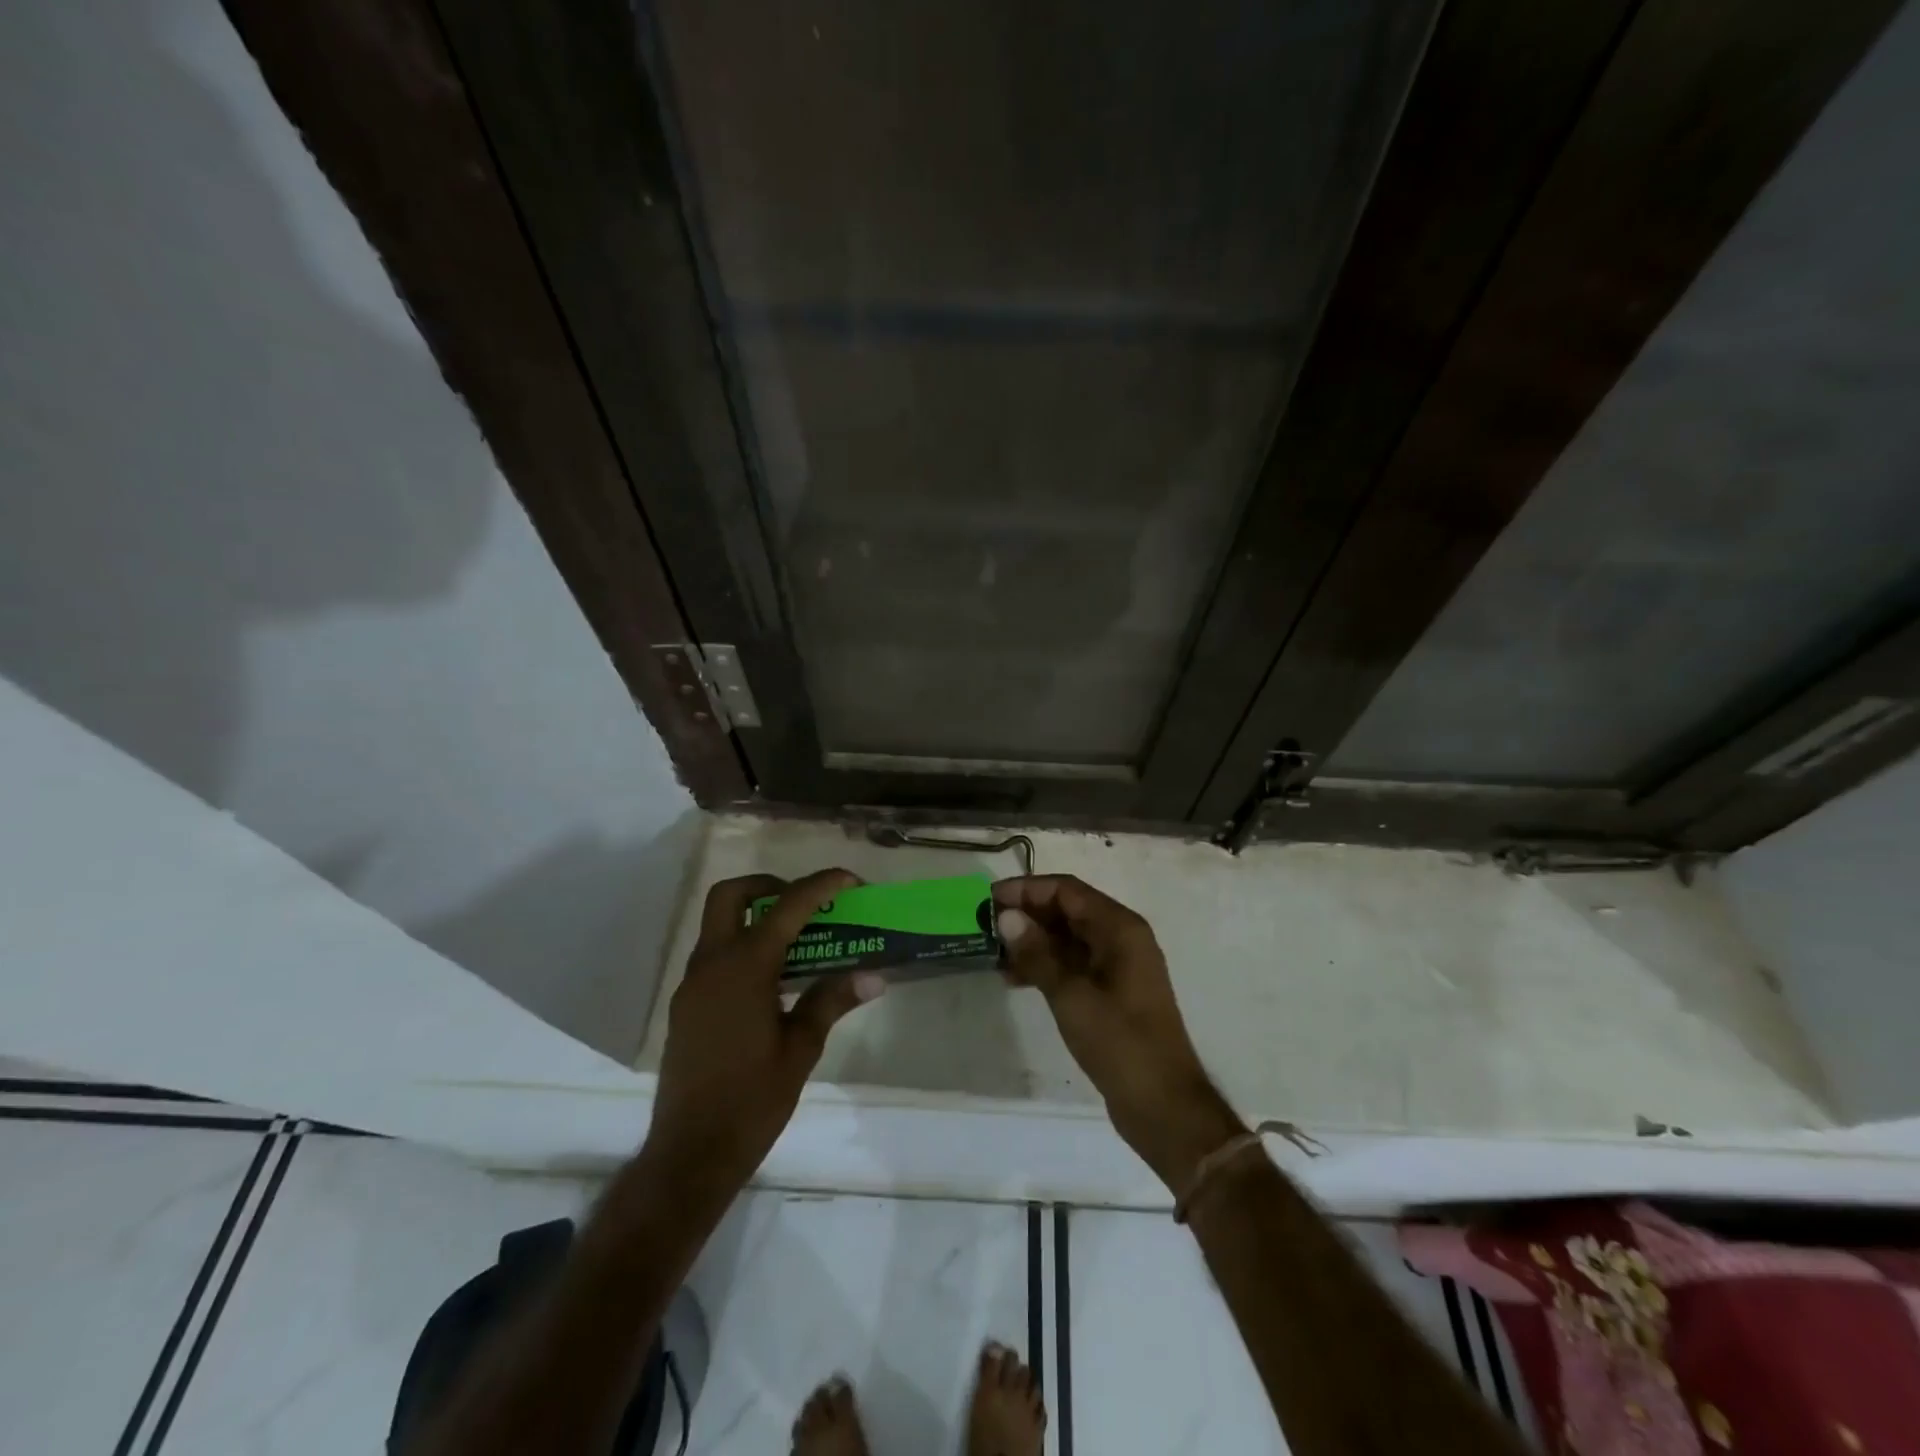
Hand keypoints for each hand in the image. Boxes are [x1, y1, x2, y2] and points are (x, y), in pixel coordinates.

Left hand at [645, 870, 885, 1199]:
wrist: (690, 1153)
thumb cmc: (752, 1100)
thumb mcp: (801, 1049)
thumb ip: (831, 1001)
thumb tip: (874, 976)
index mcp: (744, 968)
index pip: (787, 907)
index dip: (821, 885)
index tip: (850, 880)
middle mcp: (711, 964)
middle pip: (731, 895)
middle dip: (769, 886)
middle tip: (805, 904)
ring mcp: (692, 984)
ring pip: (718, 924)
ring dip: (755, 916)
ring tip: (799, 940)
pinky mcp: (685, 1005)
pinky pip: (714, 955)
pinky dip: (742, 946)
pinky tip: (772, 979)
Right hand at [995, 875, 1243, 1190]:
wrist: (1163, 1105)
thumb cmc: (1119, 1043)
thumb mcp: (1071, 995)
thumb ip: (1037, 953)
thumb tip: (1006, 916)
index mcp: (1120, 928)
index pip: (1067, 890)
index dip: (1027, 889)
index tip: (989, 900)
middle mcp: (1122, 938)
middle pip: (1068, 910)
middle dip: (1027, 915)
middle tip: (985, 927)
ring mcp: (1118, 966)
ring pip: (1068, 938)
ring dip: (1033, 941)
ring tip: (994, 955)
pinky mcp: (1112, 991)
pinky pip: (1074, 963)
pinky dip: (1046, 965)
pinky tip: (1015, 979)